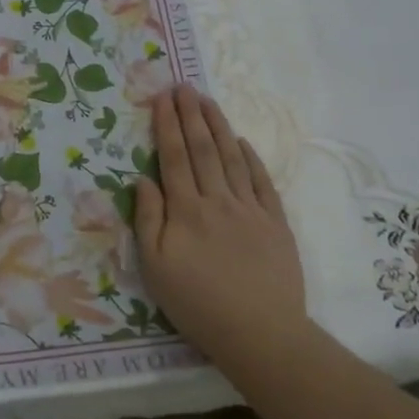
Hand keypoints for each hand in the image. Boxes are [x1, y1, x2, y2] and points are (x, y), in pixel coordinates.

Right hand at [134, 85, 311, 364]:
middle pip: (202, 149)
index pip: (173, 157)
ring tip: (207, 101)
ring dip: (217, 126)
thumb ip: (148, 220)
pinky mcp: (275, 223)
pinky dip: (251, 158)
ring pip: (232, 158)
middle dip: (190, 115)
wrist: (260, 333)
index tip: (161, 97)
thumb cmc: (197, 304)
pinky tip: (241, 142)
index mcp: (186, 210)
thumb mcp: (156, 268)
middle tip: (182, 86)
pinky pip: (261, 182)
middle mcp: (218, 200)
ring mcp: (250, 209)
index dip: (166, 125)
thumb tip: (142, 179)